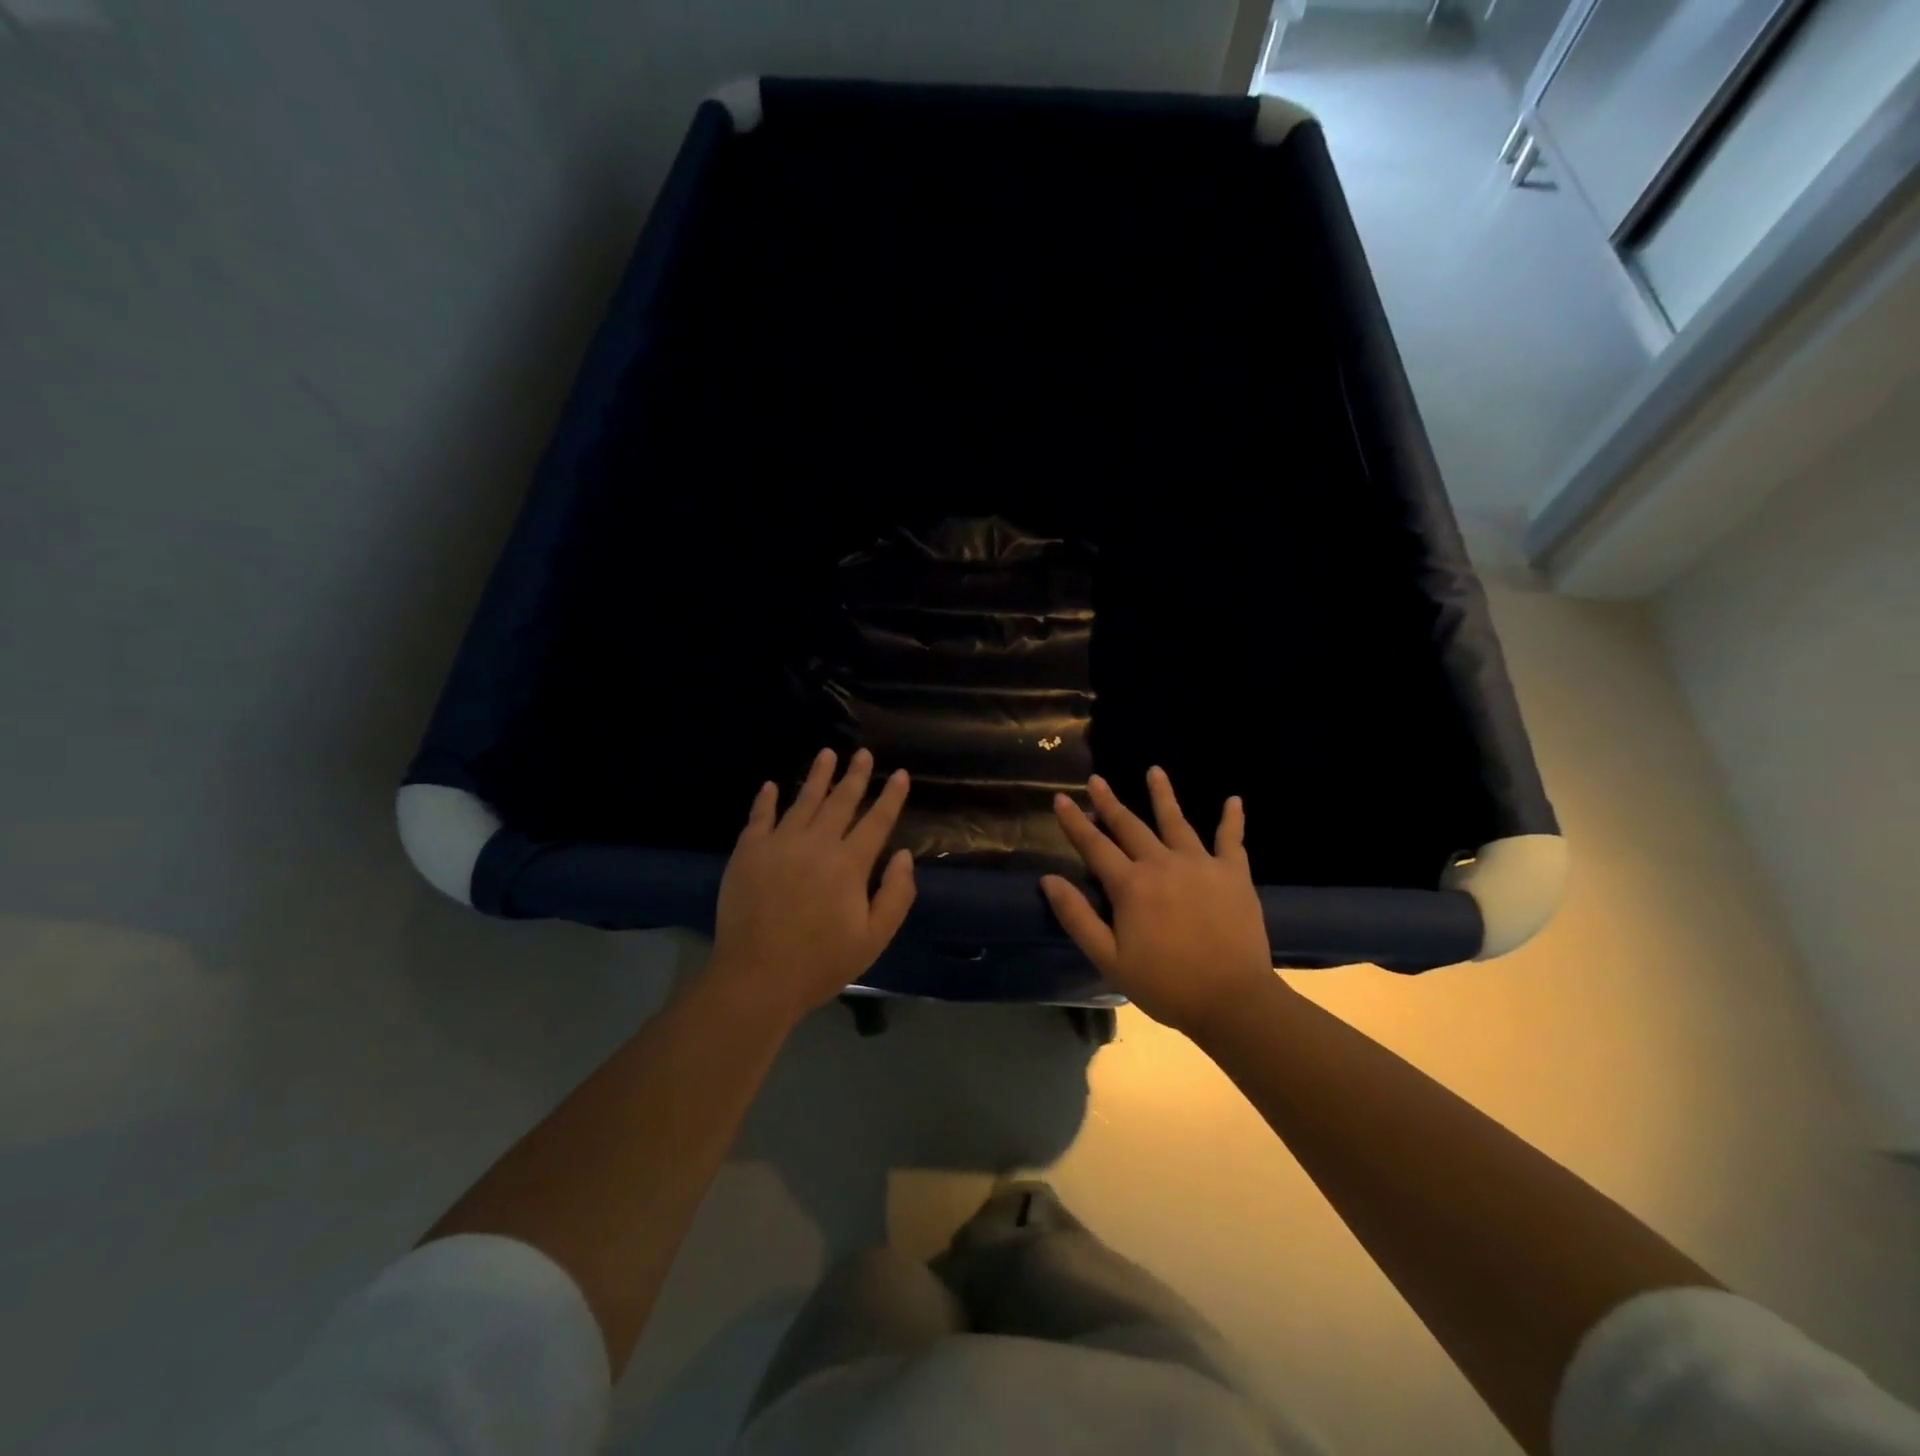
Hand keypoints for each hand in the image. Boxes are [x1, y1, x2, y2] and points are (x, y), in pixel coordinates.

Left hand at [706, 748, 915, 1027]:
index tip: (899, 774)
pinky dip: (767, 799)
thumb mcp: (873, 938)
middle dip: (855, 775)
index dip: (891, 796)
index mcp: (849, 864)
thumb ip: (896, 895)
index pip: (876, 821)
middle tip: (862, 753)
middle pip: (840, 801)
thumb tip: (903, 855)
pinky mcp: (748, 852)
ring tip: (826, 754)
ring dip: (817, 776)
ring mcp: (779, 844)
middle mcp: (816, 843)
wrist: (757, 977)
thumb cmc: (821, 962)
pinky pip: (760, 816)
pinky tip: (772, 785)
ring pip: (803, 800)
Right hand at [1041, 768, 1276, 1037]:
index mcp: (1131, 885)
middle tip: (1096, 779)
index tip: (1060, 798)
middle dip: (1110, 802)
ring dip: (1162, 795)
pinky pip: (1231, 839)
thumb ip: (1077, 917)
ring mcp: (1201, 864)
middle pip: (1130, 826)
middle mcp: (1162, 863)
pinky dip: (1232, 819)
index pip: (1094, 845)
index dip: (1075, 821)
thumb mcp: (1109, 958)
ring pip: (1176, 821)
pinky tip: (1233, 800)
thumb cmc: (1165, 984)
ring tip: (1154, 771)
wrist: (1232, 1000)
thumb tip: (1048, 879)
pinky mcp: (1233, 874)